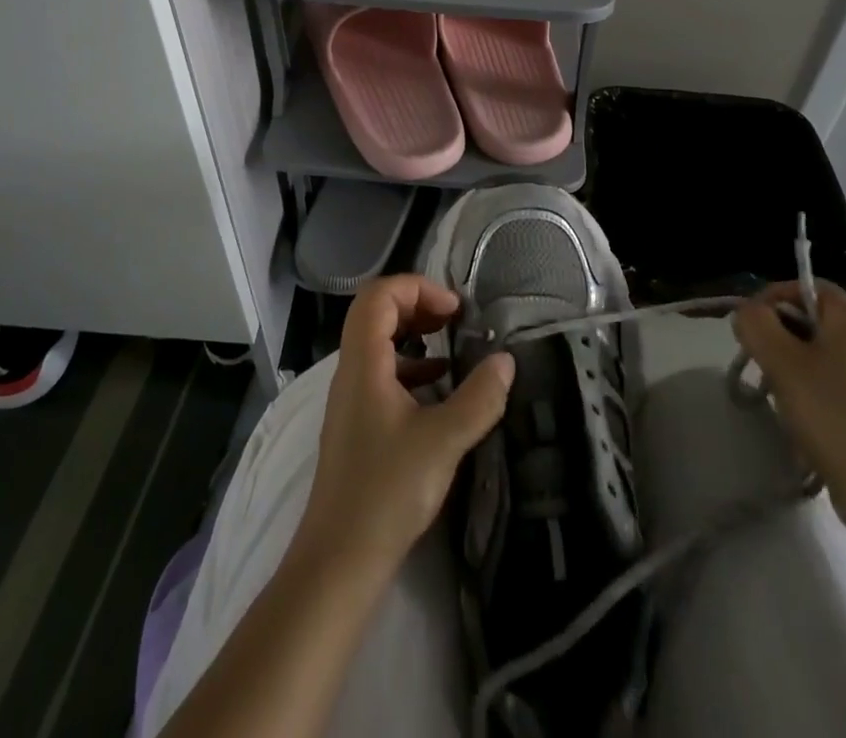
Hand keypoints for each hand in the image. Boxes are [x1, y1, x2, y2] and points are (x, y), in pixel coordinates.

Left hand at [297, 275, 515, 573]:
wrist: (339, 558)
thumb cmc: (387, 490)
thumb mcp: (443, 441)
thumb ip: (478, 398)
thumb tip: (506, 361)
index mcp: (364, 360)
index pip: (380, 294)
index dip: (418, 288)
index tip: (455, 310)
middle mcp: (351, 369)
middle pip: (376, 311)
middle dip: (418, 304)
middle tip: (456, 320)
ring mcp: (351, 397)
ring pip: (379, 342)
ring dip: (415, 334)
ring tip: (453, 347)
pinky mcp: (357, 422)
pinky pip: (382, 372)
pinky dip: (411, 366)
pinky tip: (440, 389)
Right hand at [733, 281, 845, 530]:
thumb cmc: (832, 415)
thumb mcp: (781, 361)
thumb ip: (755, 323)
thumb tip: (748, 313)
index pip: (805, 286)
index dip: (771, 299)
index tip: (749, 330)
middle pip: (811, 318)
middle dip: (777, 336)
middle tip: (760, 365)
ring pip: (819, 351)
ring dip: (790, 365)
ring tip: (779, 396)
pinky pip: (834, 380)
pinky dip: (811, 389)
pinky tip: (802, 418)